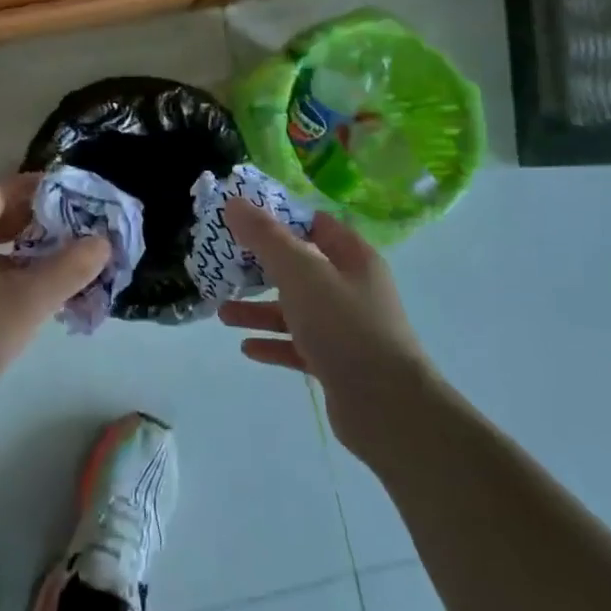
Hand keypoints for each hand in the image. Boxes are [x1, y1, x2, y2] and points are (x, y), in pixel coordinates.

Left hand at [0, 174, 110, 430]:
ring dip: (22, 251)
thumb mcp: (28, 301)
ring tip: (59, 261)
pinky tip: (29, 299)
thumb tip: (102, 241)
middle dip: (33, 220)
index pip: (0, 190)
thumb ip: (69, 268)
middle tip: (72, 227)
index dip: (35, 187)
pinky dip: (6, 275)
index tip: (70, 193)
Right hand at [217, 200, 432, 451]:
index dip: (280, 218)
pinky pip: (297, 345)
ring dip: (259, 309)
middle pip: (300, 267)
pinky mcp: (337, 363)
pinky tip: (246, 347)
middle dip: (261, 266)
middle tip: (225, 264)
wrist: (387, 408)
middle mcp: (351, 288)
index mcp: (352, 258)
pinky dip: (273, 342)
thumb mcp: (300, 272)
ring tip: (222, 313)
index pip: (314, 224)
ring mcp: (345, 328)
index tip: (241, 220)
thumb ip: (265, 237)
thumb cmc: (344, 326)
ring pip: (295, 309)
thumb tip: (234, 202)